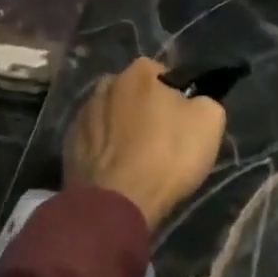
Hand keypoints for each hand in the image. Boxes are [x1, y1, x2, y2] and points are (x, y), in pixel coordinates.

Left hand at [64, 58, 226, 229]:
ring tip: (137, 159)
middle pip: (134, 94)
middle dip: (145, 109)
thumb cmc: (167, 156)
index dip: (176, 95)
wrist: (116, 203)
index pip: (163, 74)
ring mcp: (82, 115)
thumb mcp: (210, 121)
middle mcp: (106, 85)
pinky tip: (118, 170)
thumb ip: (204, 100)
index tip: (183, 119)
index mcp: (139, 72)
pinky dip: (105, 150)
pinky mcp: (68, 146)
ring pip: (111, 116)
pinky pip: (95, 141)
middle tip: (161, 139)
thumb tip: (194, 101)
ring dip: (122, 129)